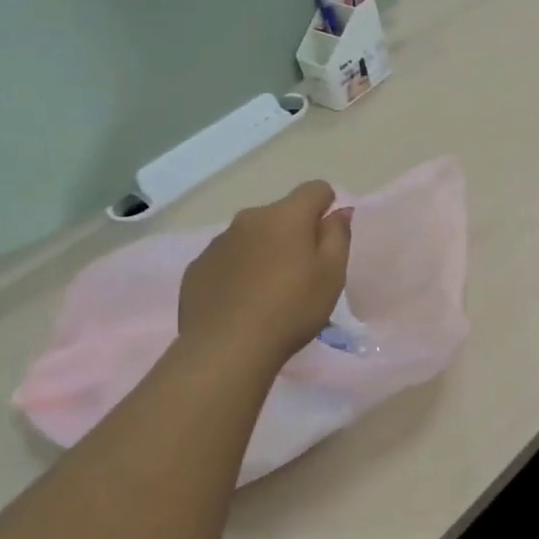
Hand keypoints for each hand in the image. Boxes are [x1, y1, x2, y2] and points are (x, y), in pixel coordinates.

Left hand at [179, 180, 351, 370]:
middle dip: (294, 233)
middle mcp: (249, 218)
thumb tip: (340, 210)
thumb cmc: (291, 309)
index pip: (315, 189)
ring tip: (269, 292)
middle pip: (281, 214)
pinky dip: (238, 271)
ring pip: (252, 236)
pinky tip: (242, 303)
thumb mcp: (332, 275)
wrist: (226, 348)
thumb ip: (338, 236)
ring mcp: (218, 242)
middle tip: (302, 273)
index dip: (327, 207)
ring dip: (264, 251)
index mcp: (286, 216)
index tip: (328, 238)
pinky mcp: (198, 267)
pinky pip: (227, 259)